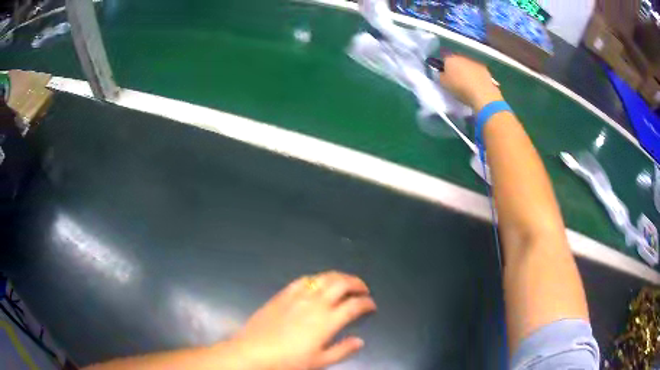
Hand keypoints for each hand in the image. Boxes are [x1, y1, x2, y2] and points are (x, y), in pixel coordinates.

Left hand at [229, 271, 376, 369]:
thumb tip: (360, 341)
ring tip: (345, 282)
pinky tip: (318, 284)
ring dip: (339, 277)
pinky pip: (303, 280)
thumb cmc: (288, 361)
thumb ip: (343, 350)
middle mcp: (315, 303)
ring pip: (324, 277)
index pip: (354, 305)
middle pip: (341, 283)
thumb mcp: (319, 362)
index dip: (366, 303)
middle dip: (357, 283)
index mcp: (327, 321)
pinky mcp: (283, 294)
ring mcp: (298, 295)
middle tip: (363, 289)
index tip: (371, 306)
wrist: (253, 352)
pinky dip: (316, 278)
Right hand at [437, 55, 503, 110]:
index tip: (443, 72)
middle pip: (457, 59)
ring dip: (466, 69)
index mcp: (450, 57)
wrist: (483, 94)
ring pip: (467, 63)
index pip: (443, 56)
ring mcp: (475, 61)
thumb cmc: (460, 88)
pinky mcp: (486, 69)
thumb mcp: (443, 83)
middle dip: (455, 66)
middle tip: (455, 77)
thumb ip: (440, 75)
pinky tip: (476, 84)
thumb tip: (441, 72)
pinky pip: (477, 70)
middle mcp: (462, 56)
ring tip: (467, 82)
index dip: (443, 64)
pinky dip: (476, 74)